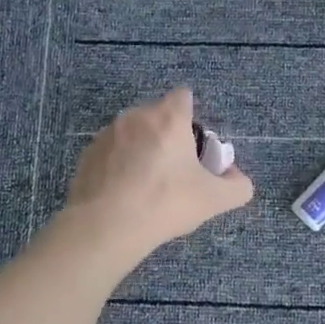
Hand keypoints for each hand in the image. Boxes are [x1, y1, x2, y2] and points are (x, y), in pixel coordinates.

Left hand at [62, 88, 253, 262]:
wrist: (106, 227)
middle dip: (168, 136)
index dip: (192, 117)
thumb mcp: (214, 200)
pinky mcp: (87, 154)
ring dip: (142, 149)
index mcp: (168, 118)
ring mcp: (107, 134)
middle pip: (158, 115)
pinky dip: (119, 165)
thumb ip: (237, 186)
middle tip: (175, 171)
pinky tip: (123, 193)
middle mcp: (135, 116)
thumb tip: (237, 178)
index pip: (183, 96)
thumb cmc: (165, 203)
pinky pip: (111, 152)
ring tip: (146, 186)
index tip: (194, 146)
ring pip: (133, 133)